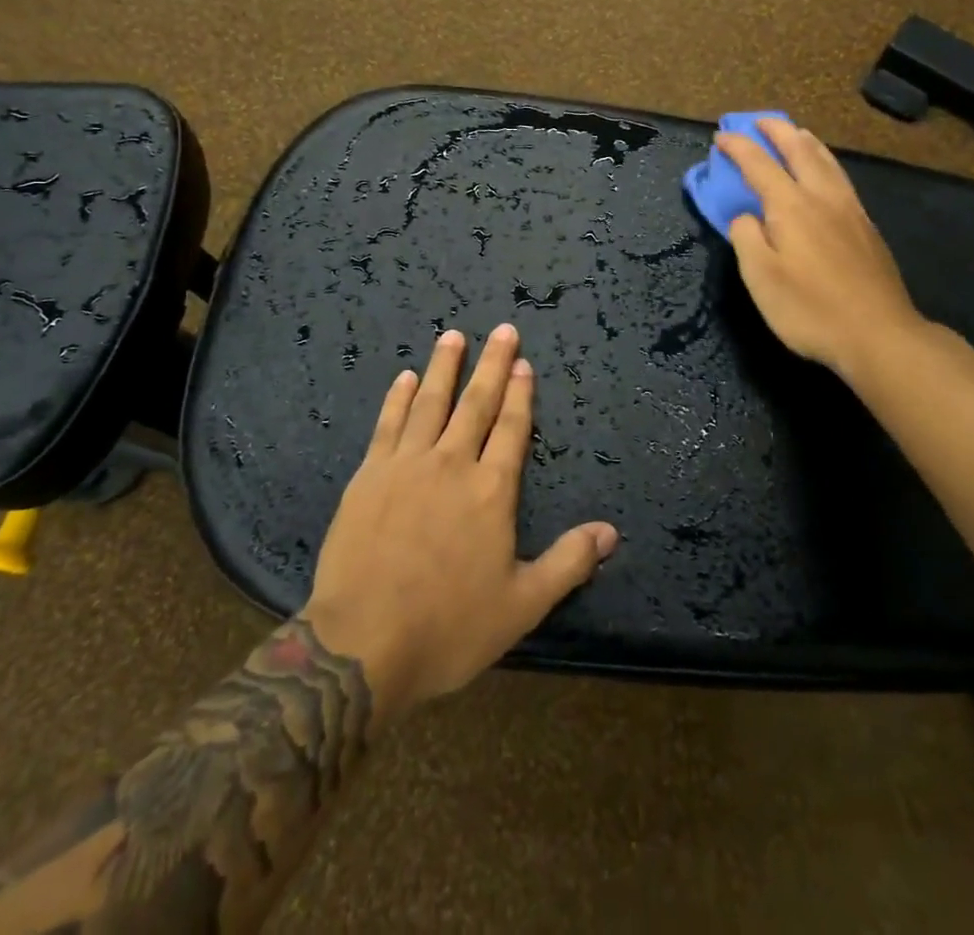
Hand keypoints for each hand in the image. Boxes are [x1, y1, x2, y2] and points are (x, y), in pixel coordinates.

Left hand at [301, 325, 618, 728]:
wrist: (362, 643)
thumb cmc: (448, 627)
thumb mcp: (522, 605)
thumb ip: (568, 562)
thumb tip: (611, 532)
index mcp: (492, 491)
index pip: (512, 429)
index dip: (521, 394)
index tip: (524, 363)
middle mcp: (452, 464)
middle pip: (476, 403)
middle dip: (492, 364)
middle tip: (502, 329)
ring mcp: (407, 464)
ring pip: (431, 402)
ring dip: (444, 367)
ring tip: (453, 335)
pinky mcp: (369, 474)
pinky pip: (388, 423)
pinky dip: (399, 397)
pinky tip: (406, 377)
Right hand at [715, 117, 925, 381]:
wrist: (879, 334)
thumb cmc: (809, 309)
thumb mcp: (760, 277)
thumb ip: (746, 238)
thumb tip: (746, 217)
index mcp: (791, 207)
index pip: (759, 164)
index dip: (738, 147)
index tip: (721, 136)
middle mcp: (822, 198)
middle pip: (799, 150)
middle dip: (776, 131)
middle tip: (758, 121)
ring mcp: (850, 210)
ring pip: (826, 161)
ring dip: (805, 141)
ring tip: (794, 132)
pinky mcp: (866, 228)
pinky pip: (840, 177)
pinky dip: (825, 161)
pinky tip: (825, 171)